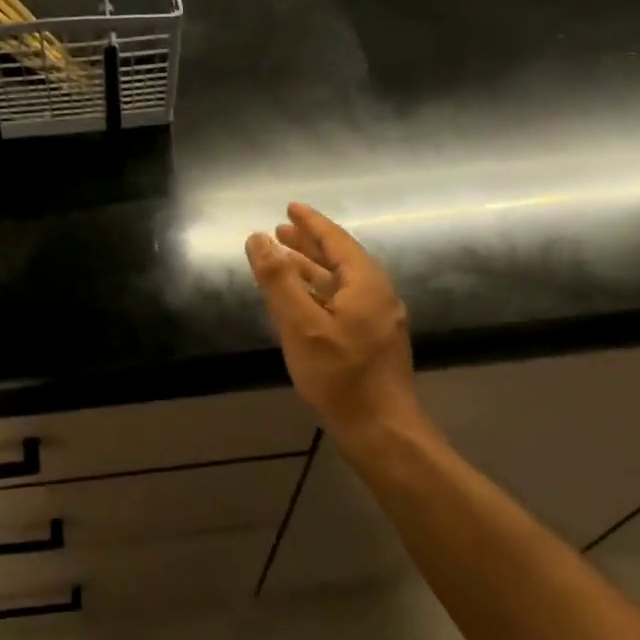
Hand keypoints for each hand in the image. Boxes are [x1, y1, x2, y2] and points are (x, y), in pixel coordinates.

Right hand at [245, 203, 436, 460]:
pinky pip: (342, 303)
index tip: (291, 207)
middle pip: (340, 259)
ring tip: (283, 259)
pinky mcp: (371, 342)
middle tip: (280, 230)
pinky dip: (318, 292)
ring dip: (312, 269)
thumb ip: (278, 280)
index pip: (336, 241)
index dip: (311, 223)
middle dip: (309, 244)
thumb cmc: (340, 376)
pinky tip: (301, 301)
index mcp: (366, 284)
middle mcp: (377, 296)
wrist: (381, 432)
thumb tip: (257, 239)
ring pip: (340, 283)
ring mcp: (377, 321)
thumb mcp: (300, 325)